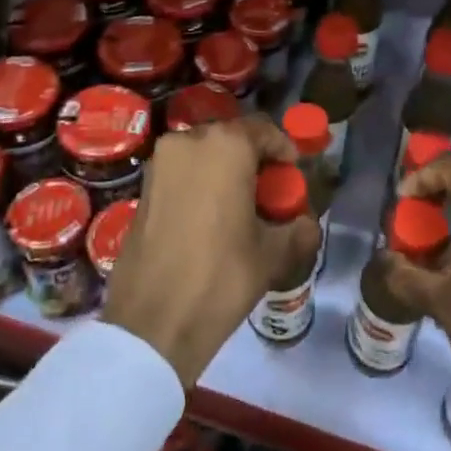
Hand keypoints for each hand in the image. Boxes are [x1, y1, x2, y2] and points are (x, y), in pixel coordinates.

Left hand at [103, 116, 320, 386]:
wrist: (153, 321)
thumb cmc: (221, 277)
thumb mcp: (272, 254)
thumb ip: (298, 229)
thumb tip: (307, 222)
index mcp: (226, 146)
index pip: (264, 130)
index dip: (283, 150)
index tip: (292, 174)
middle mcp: (189, 141)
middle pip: (231, 138)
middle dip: (252, 159)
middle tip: (268, 192)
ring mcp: (160, 162)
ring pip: (204, 154)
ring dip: (224, 170)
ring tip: (239, 207)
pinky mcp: (143, 186)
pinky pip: (181, 171)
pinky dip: (199, 184)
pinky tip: (210, 218)